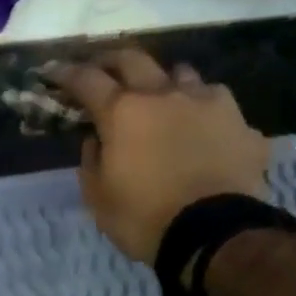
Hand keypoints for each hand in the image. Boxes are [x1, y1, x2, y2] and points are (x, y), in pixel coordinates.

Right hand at [46, 49, 270, 264]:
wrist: (215, 236)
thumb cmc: (144, 218)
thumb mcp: (98, 198)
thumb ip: (91, 161)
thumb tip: (96, 140)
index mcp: (123, 112)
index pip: (86, 80)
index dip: (66, 73)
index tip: (54, 73)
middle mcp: (164, 95)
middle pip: (134, 59)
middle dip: (112, 61)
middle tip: (102, 71)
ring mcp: (208, 103)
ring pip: (182, 74)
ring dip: (164, 82)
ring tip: (161, 98)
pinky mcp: (241, 123)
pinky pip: (218, 104)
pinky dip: (204, 110)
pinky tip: (204, 128)